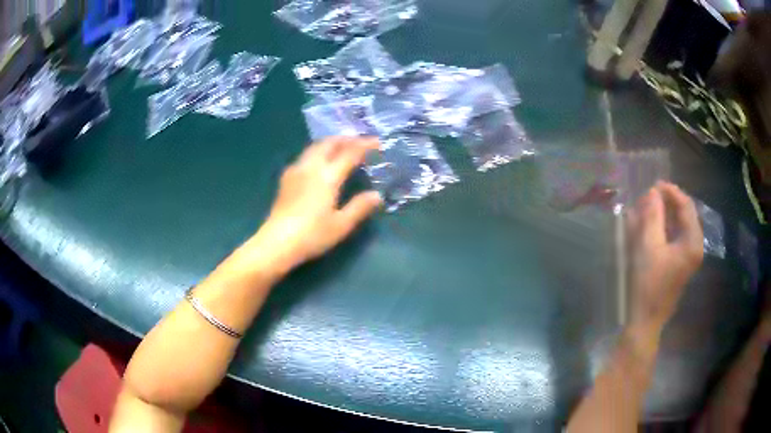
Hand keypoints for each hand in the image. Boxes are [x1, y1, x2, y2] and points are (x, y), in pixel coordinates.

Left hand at [249, 136, 382, 271]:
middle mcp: (310, 167)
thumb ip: (359, 207)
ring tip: (341, 147)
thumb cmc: (312, 235)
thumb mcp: (341, 225)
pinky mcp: (286, 178)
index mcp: (327, 177)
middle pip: (329, 143)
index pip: (349, 153)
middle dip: (346, 139)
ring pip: (314, 147)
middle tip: (359, 141)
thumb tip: (376, 195)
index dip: (365, 145)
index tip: (377, 142)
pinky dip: (318, 152)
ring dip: (330, 143)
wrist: (276, 243)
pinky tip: (319, 163)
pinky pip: (305, 156)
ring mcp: (295, 171)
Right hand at [626, 182, 703, 332]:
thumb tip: (653, 192)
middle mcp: (694, 246)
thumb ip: (653, 216)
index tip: (653, 185)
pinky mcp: (679, 263)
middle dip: (665, 203)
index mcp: (693, 241)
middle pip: (683, 214)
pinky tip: (649, 228)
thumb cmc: (648, 284)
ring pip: (678, 225)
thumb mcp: (648, 246)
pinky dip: (662, 228)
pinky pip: (674, 237)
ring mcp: (688, 256)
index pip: (686, 205)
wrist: (645, 320)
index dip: (670, 191)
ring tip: (644, 211)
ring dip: (662, 215)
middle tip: (646, 199)